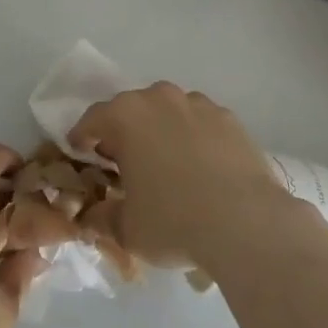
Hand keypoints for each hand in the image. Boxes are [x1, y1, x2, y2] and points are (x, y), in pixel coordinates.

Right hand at [67, 83, 293, 270]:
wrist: (245, 221)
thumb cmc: (173, 221)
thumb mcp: (126, 229)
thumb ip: (102, 217)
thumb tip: (91, 216)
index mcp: (126, 116)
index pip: (92, 119)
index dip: (82, 138)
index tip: (81, 154)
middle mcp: (160, 98)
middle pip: (131, 109)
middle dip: (123, 132)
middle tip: (123, 162)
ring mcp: (198, 104)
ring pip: (168, 111)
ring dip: (160, 130)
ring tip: (165, 164)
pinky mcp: (229, 118)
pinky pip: (200, 122)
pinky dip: (193, 137)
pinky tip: (200, 167)